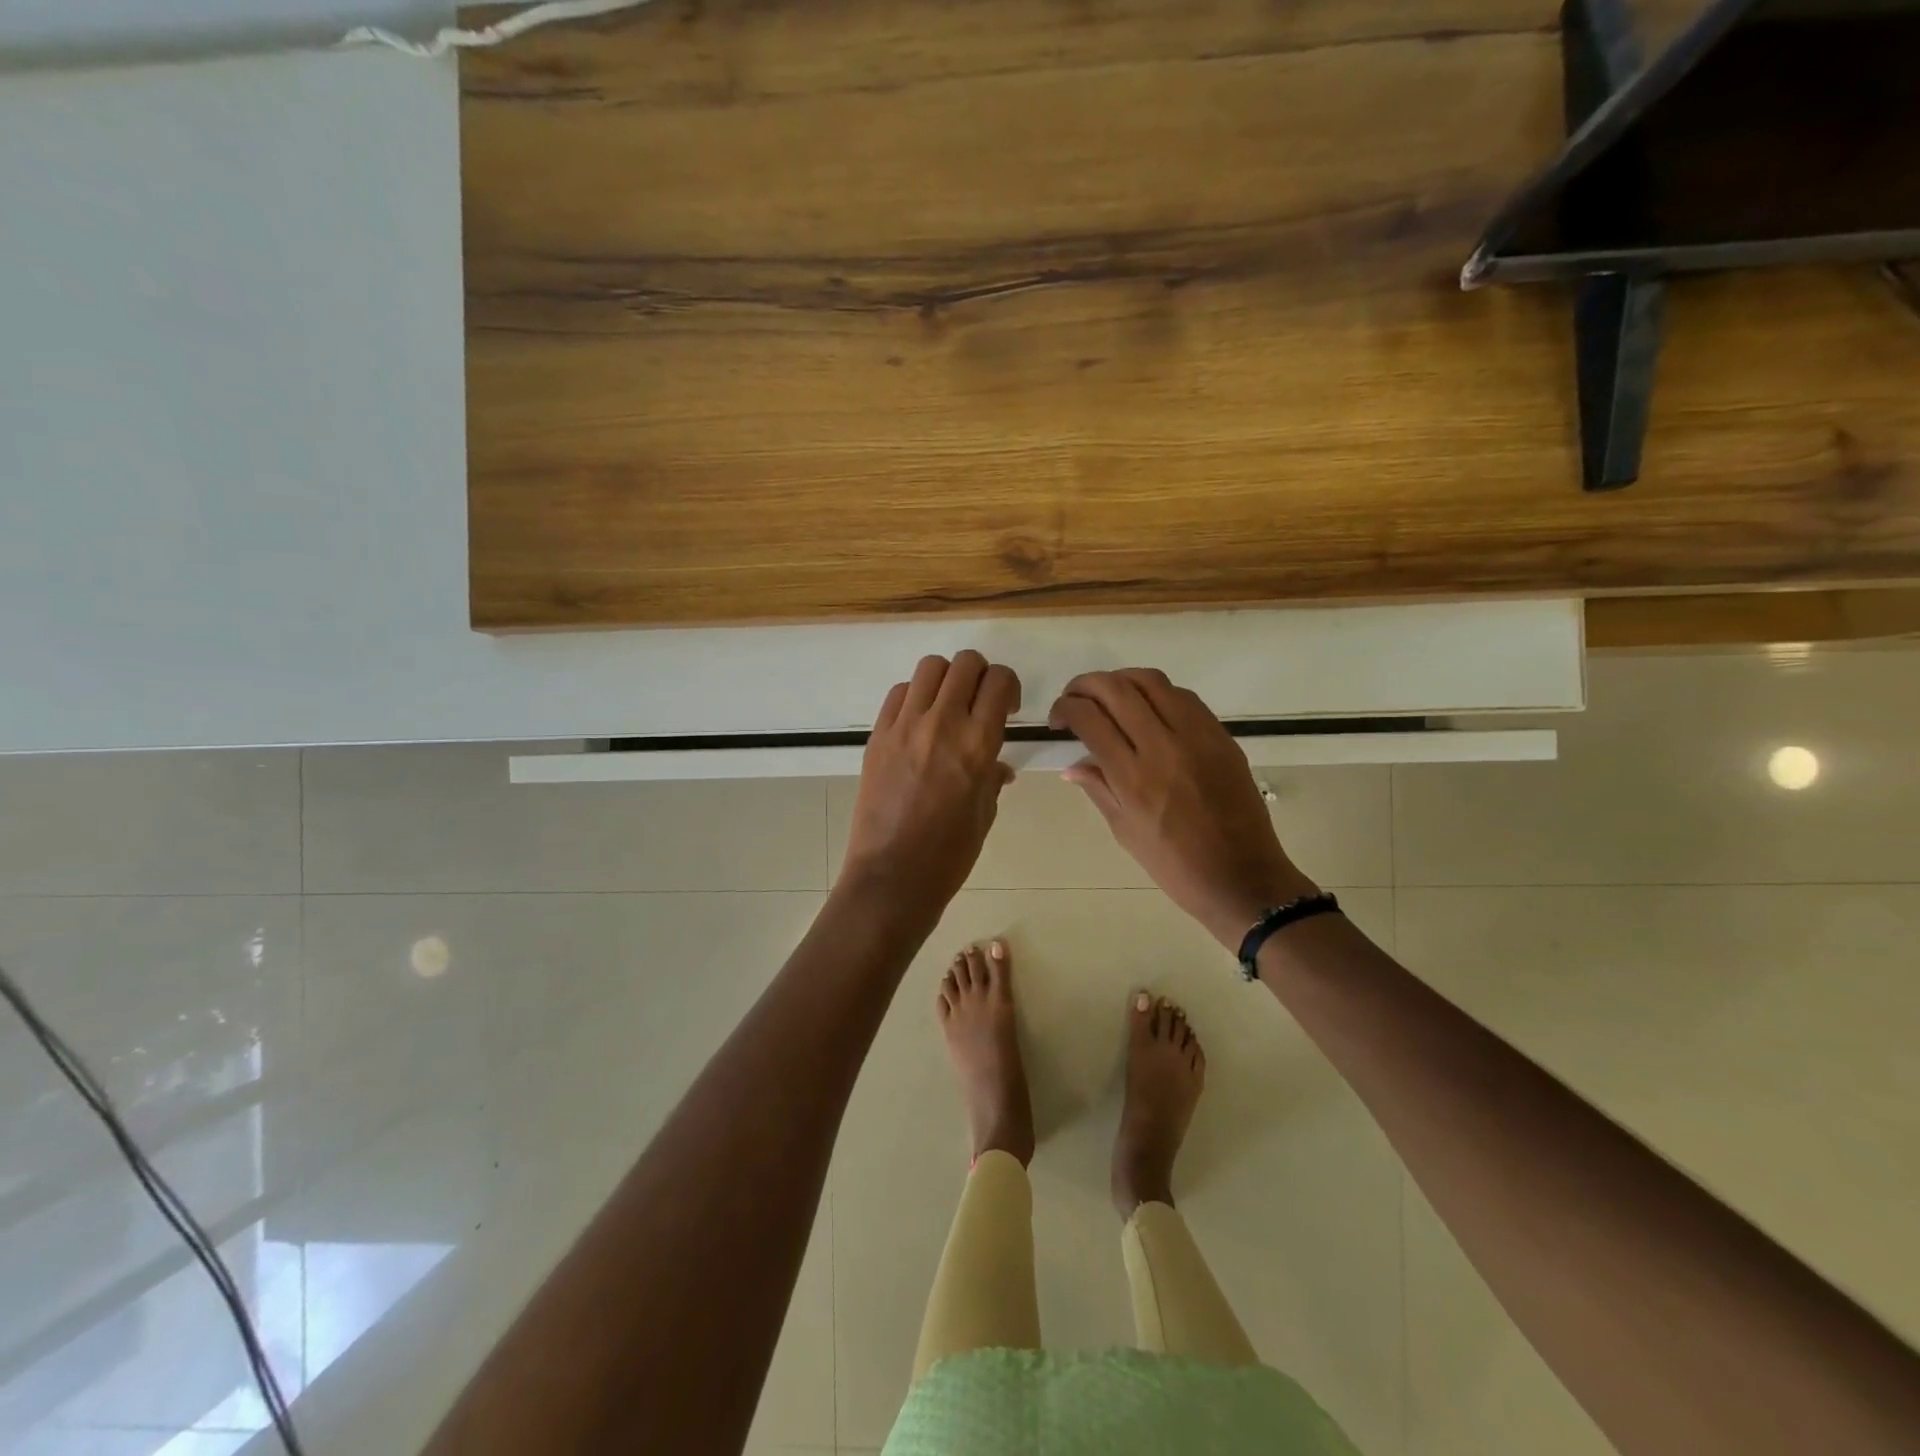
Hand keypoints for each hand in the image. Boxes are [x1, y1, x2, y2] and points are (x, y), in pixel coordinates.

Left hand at [841, 651, 1020, 924]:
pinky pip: (898, 693)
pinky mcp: (878, 735)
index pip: (998, 681)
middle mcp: (942, 723)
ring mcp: (905, 726)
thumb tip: (998, 766)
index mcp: (978, 743)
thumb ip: (992, 778)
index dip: (1007, 686)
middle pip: (965, 663)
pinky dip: (914, 697)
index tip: (1006, 707)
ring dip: (946, 679)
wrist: (893, 874)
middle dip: (980, 674)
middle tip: (979, 701)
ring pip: (930, 668)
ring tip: (946, 706)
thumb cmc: (949, 854)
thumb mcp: (984, 813)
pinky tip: (917, 722)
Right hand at [1049, 669, 1316, 950]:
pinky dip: (1156, 692)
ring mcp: (1196, 736)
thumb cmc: (1175, 865)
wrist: (1241, 876)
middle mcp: (1162, 747)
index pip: (1089, 718)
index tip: (1058, 719)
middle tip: (1074, 698)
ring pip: (1151, 681)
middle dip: (1085, 685)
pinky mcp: (1220, 735)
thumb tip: (1072, 764)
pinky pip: (1183, 696)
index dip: (1065, 708)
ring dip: (1120, 680)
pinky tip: (1147, 708)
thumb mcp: (1125, 831)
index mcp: (1132, 778)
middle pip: (1116, 689)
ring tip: (1108, 696)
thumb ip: (1098, 789)